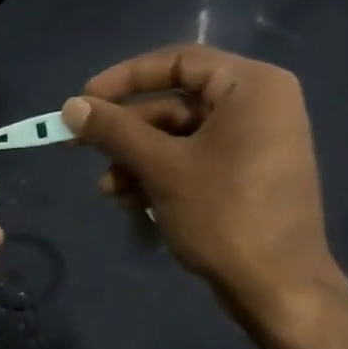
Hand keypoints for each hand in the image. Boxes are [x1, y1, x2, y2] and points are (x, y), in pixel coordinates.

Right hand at [62, 45, 343, 323]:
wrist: (276, 287)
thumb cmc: (223, 214)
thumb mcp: (161, 168)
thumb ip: (114, 131)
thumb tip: (70, 106)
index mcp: (251, 87)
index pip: (178, 61)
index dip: (124, 78)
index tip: (83, 100)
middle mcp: (258, 106)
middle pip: (174, 103)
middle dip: (125, 131)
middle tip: (79, 145)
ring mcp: (254, 143)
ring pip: (178, 137)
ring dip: (135, 159)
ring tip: (108, 189)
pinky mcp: (246, 176)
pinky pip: (192, 160)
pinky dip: (158, 175)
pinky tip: (130, 200)